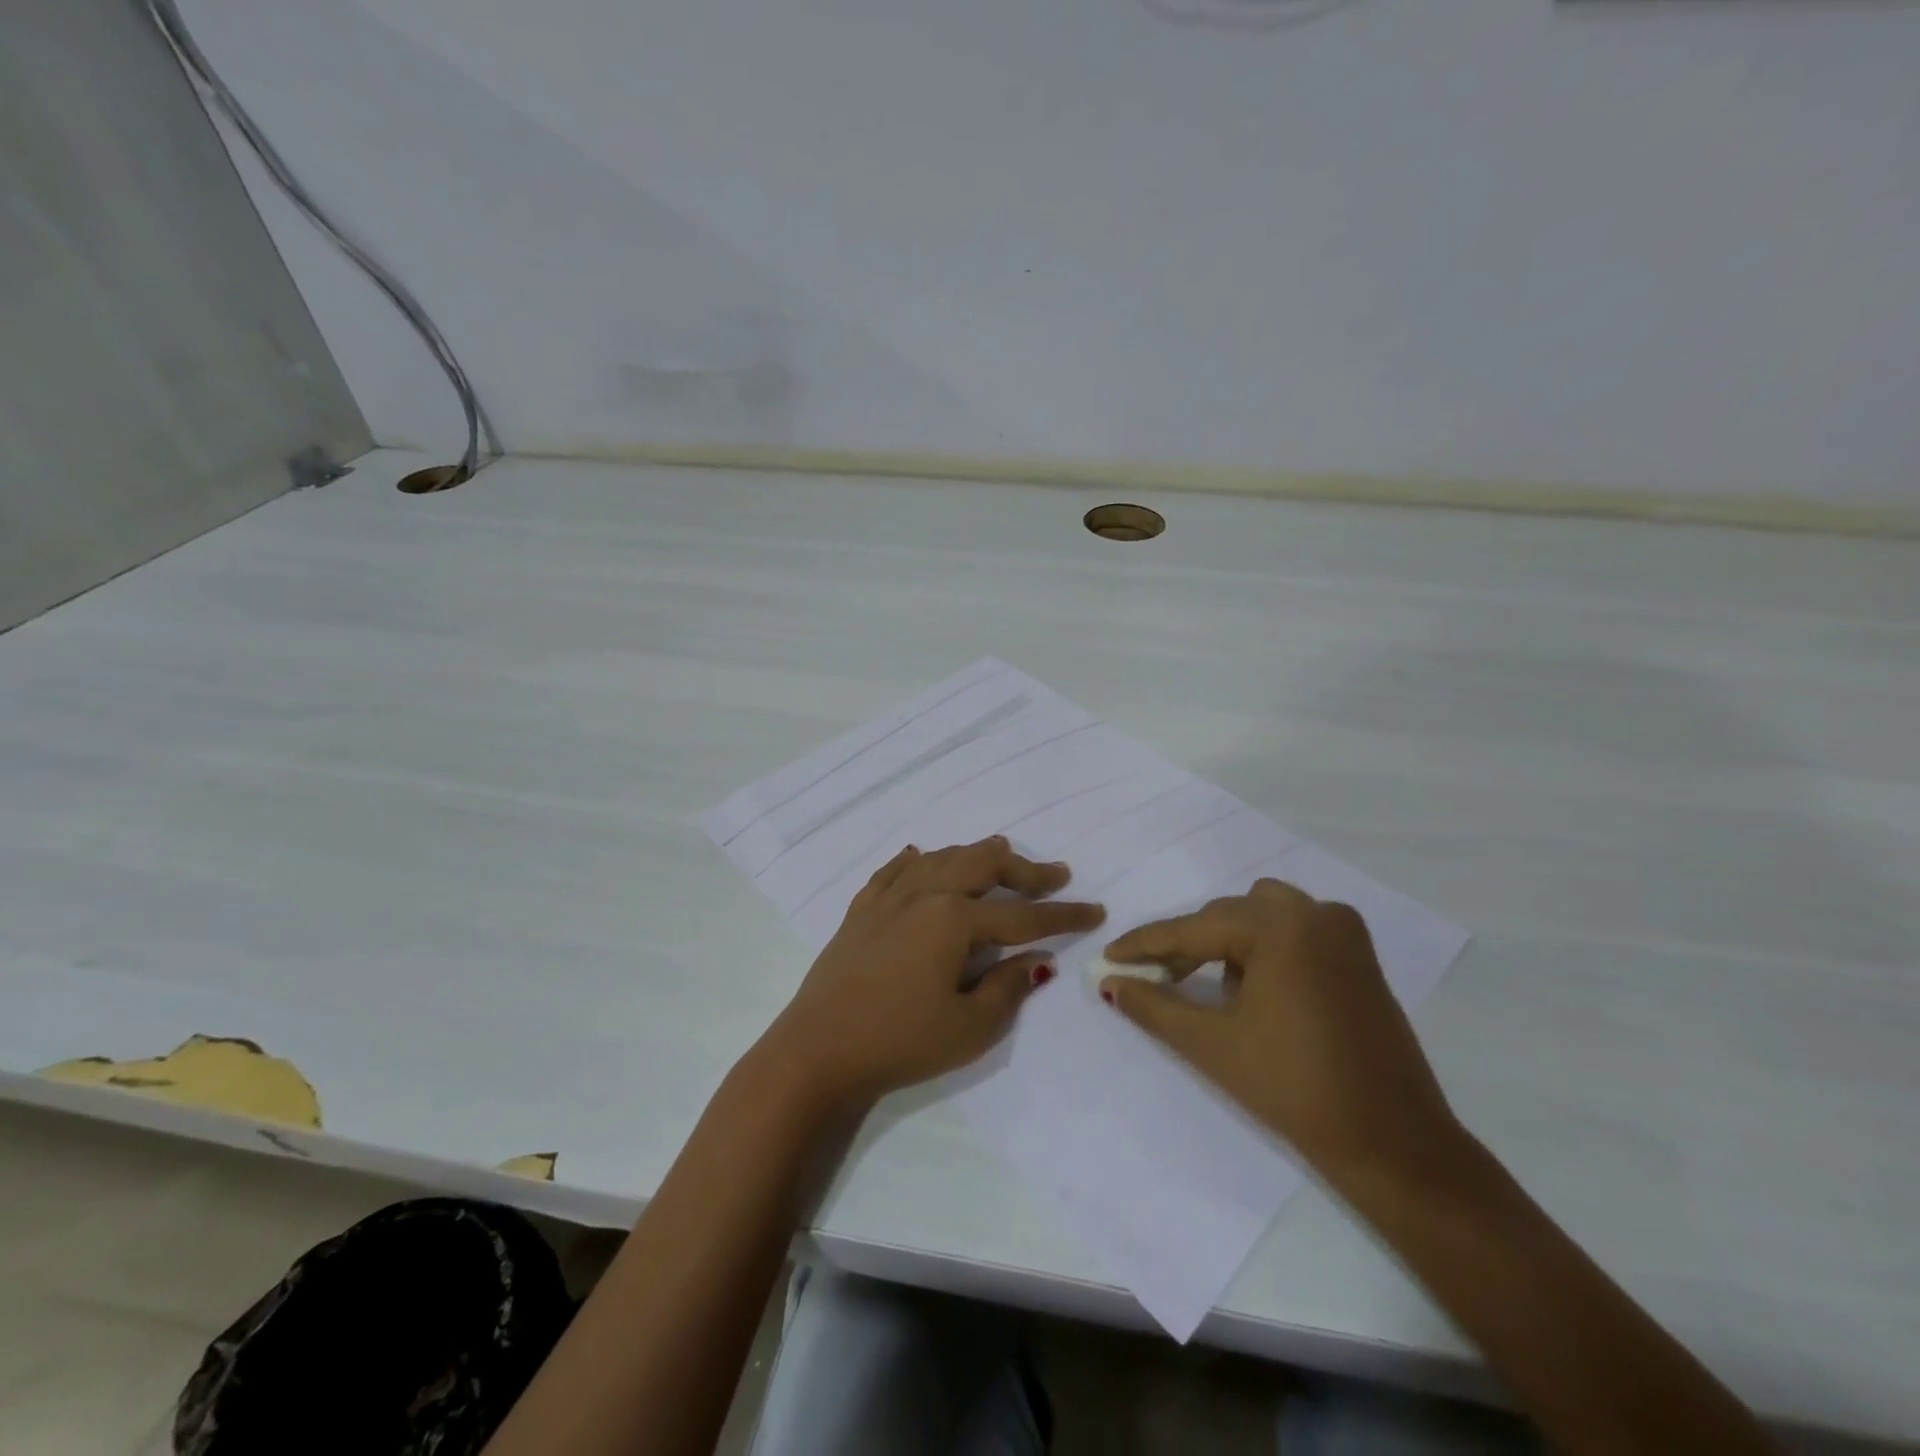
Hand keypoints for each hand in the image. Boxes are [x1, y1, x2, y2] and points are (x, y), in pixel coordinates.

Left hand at [763, 838, 1105, 1107]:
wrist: (817, 1051)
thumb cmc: (900, 1042)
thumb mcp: (969, 1027)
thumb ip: (1009, 987)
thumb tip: (1036, 961)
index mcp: (953, 920)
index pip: (1021, 916)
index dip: (1062, 915)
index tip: (1095, 910)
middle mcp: (923, 895)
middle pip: (982, 865)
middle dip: (1023, 870)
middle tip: (1053, 876)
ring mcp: (887, 899)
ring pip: (940, 859)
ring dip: (975, 856)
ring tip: (999, 855)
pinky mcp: (860, 911)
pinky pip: (893, 872)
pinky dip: (915, 862)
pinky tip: (920, 857)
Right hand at [1100, 878, 1457, 1185]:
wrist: (1392, 1142)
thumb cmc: (1294, 1089)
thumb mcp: (1211, 1044)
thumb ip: (1152, 1005)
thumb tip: (1109, 982)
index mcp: (1280, 927)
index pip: (1194, 928)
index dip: (1145, 944)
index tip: (1109, 956)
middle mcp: (1314, 913)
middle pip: (1226, 916)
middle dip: (1186, 945)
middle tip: (1153, 979)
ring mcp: (1343, 930)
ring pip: (1259, 914)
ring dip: (1226, 941)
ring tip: (1207, 986)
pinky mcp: (1358, 954)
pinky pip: (1294, 928)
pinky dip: (1264, 945)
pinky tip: (1255, 987)